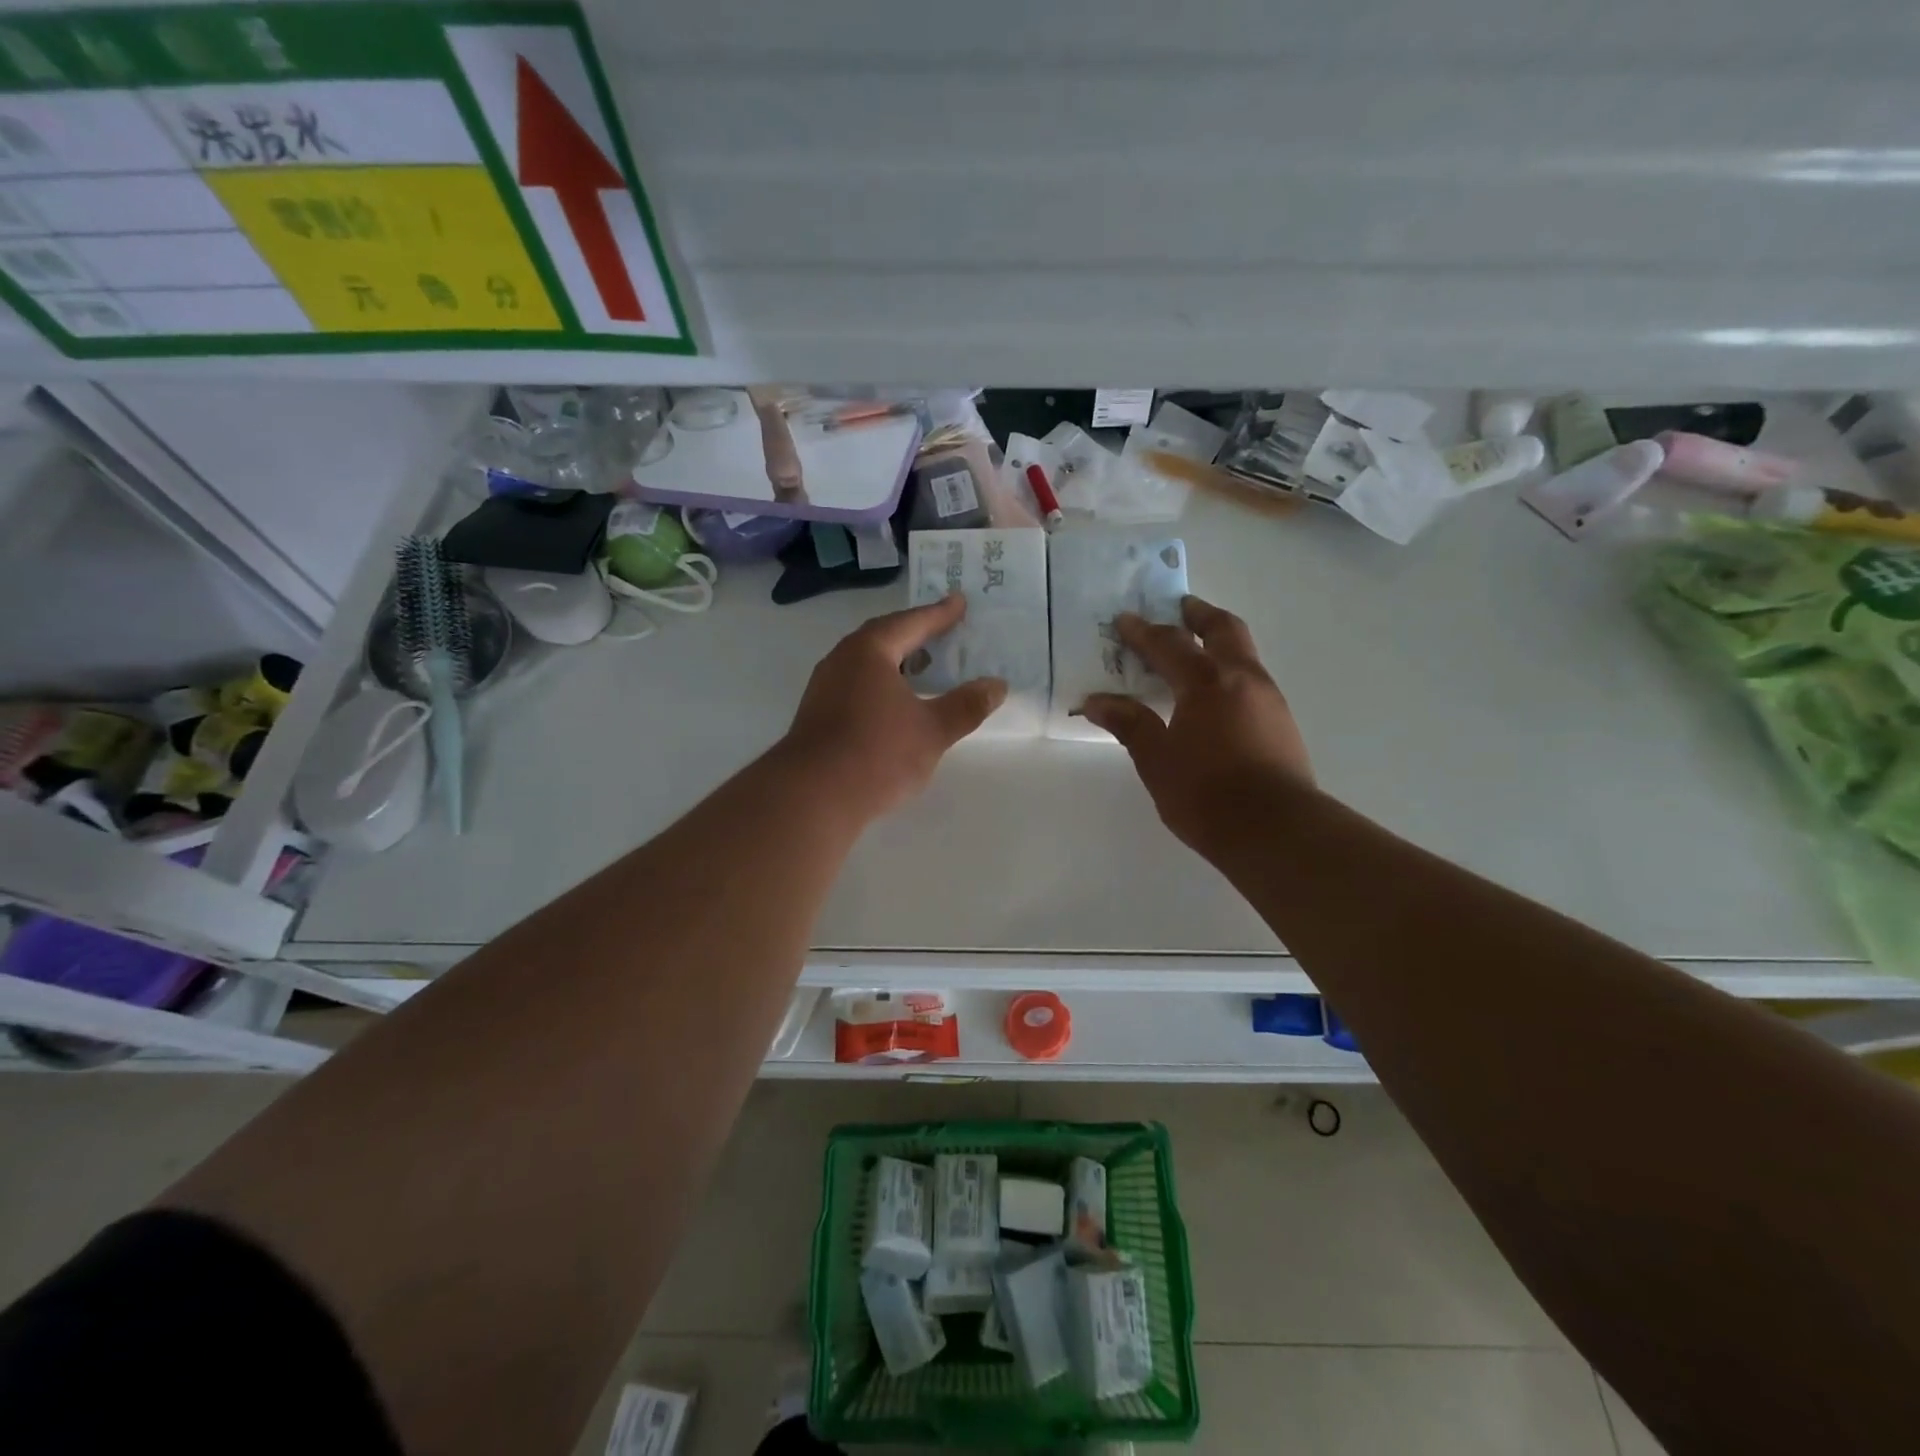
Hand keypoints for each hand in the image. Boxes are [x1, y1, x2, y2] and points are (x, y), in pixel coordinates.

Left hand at [783, 594, 1006, 821]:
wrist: (812, 796)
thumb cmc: (877, 753)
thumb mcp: (933, 730)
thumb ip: (966, 706)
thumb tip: (997, 685)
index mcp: (869, 651)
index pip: (910, 623)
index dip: (938, 614)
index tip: (959, 602)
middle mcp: (842, 660)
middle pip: (883, 637)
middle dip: (914, 634)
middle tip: (942, 630)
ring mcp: (824, 688)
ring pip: (866, 663)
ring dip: (896, 661)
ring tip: (923, 667)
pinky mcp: (817, 714)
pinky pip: (856, 684)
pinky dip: (881, 684)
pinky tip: (895, 703)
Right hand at [1080, 596, 1314, 855]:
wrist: (1276, 831)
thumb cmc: (1206, 794)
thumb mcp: (1157, 760)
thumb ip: (1130, 724)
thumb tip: (1096, 701)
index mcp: (1206, 683)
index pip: (1170, 644)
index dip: (1144, 632)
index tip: (1124, 620)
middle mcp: (1242, 679)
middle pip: (1223, 630)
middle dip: (1199, 615)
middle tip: (1180, 607)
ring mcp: (1269, 699)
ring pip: (1244, 653)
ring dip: (1219, 642)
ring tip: (1195, 650)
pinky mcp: (1282, 722)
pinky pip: (1252, 679)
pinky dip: (1230, 671)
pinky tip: (1216, 695)